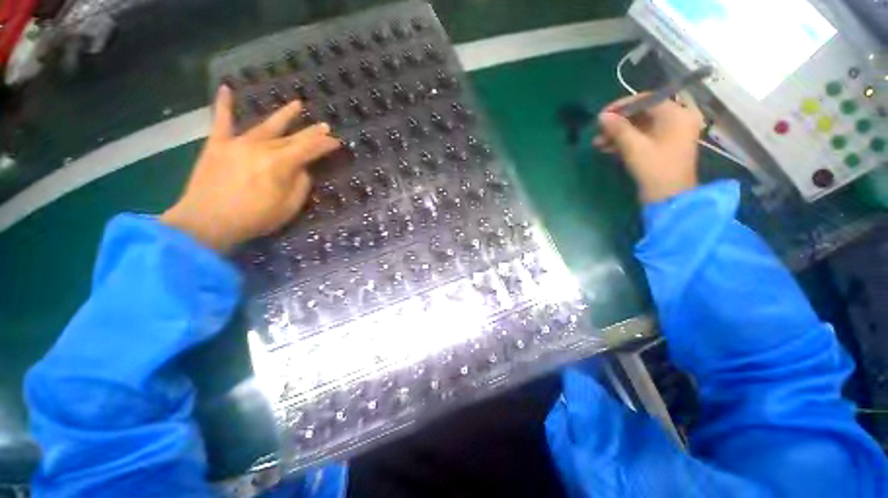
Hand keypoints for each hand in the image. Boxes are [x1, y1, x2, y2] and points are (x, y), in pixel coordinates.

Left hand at [161, 86, 340, 252]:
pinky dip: (223, 104)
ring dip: (284, 115)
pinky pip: (221, 120)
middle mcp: (262, 147)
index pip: (309, 150)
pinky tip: (226, 89)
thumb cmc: (253, 218)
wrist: (206, 222)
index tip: (337, 141)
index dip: (325, 145)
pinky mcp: (217, 144)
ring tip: (297, 104)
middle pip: (293, 137)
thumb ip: (300, 186)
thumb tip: (303, 170)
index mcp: (281, 165)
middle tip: (325, 125)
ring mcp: (238, 143)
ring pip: (266, 125)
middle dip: (311, 132)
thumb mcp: (288, 208)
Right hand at [593, 94, 703, 202]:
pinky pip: (643, 137)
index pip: (646, 100)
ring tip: (598, 143)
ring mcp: (671, 134)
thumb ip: (618, 129)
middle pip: (643, 114)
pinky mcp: (663, 146)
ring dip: (618, 134)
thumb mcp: (634, 147)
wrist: (669, 198)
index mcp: (677, 114)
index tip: (602, 115)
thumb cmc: (655, 169)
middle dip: (618, 123)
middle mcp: (677, 119)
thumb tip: (602, 116)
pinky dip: (626, 141)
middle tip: (599, 131)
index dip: (622, 106)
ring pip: (640, 127)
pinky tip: (607, 148)